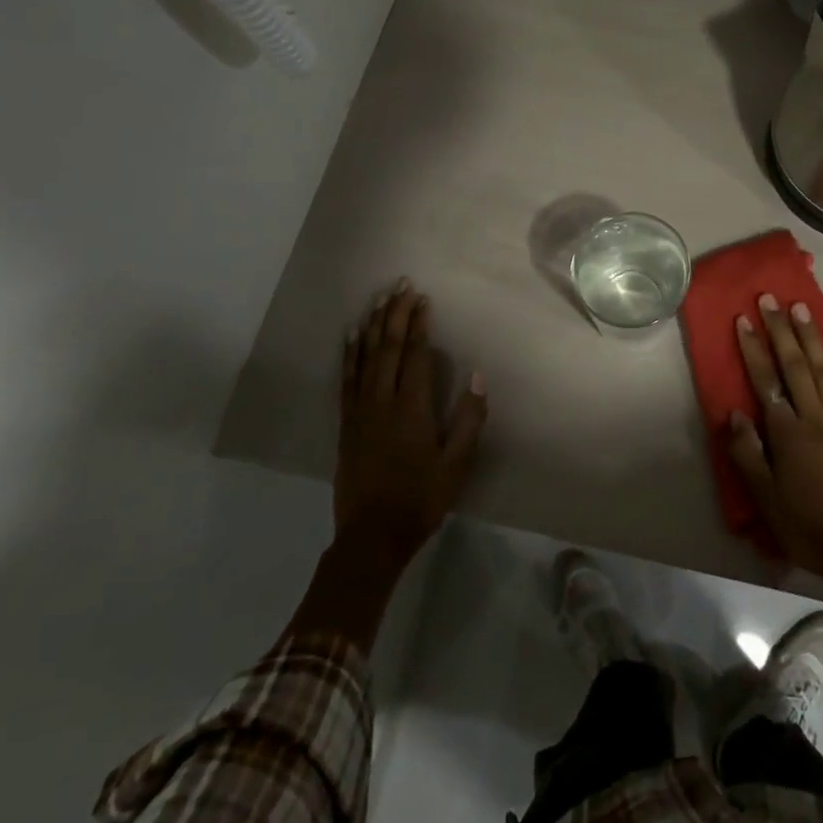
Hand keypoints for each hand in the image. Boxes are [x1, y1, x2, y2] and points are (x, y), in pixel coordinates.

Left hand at [334, 279, 486, 572]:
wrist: (371, 537)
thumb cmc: (421, 499)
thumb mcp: (457, 464)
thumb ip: (469, 419)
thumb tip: (476, 376)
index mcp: (411, 409)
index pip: (415, 356)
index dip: (418, 325)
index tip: (422, 299)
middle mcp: (381, 402)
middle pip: (388, 348)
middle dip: (395, 314)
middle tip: (401, 285)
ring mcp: (359, 411)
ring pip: (365, 358)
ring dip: (373, 326)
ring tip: (379, 299)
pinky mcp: (346, 423)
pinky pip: (346, 379)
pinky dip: (349, 353)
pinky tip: (352, 336)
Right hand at [726, 295, 822, 597]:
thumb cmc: (806, 526)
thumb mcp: (765, 499)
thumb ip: (747, 454)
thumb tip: (734, 413)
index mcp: (787, 434)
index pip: (765, 382)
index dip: (753, 349)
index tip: (743, 319)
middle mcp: (815, 418)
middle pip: (794, 366)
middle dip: (780, 330)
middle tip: (770, 299)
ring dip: (812, 338)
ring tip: (801, 308)